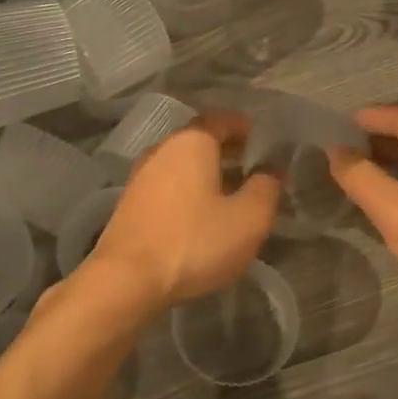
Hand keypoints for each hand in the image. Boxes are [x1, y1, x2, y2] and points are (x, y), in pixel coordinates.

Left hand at [83, 110, 281, 309]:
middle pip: (199, 139)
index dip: (244, 127)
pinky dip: (187, 189)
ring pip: (181, 163)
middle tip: (252, 166)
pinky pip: (167, 184)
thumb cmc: (194, 242)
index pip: (222, 119)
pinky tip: (200, 213)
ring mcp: (140, 176)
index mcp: (192, 142)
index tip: (262, 140)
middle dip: (227, 150)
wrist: (126, 279)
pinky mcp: (130, 203)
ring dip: (206, 172)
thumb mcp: (248, 219)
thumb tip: (271, 170)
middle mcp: (162, 149)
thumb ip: (266, 188)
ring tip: (230, 192)